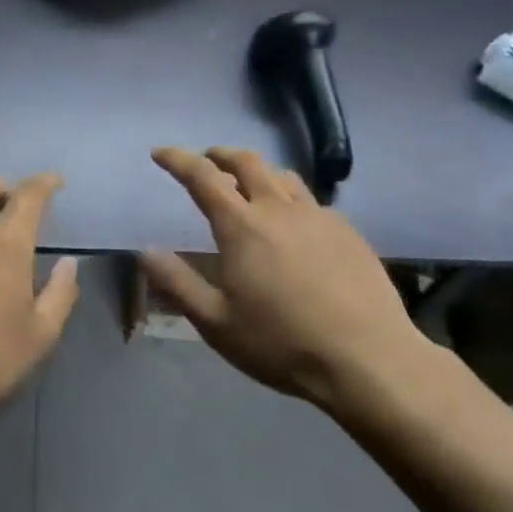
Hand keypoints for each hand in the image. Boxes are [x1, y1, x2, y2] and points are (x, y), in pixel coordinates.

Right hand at [142, 148, 431, 410]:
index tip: (160, 152)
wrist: (367, 359)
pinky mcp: (348, 232)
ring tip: (249, 185)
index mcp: (242, 226)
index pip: (202, 176)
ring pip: (283, 176)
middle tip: (207, 159)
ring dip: (258, 171)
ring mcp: (318, 217)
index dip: (178, 159)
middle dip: (221, 154)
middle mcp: (279, 209)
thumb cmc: (281, 343)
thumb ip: (177, 284)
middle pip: (247, 161)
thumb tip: (145, 252)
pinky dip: (290, 198)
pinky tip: (294, 224)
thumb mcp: (216, 323)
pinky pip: (311, 201)